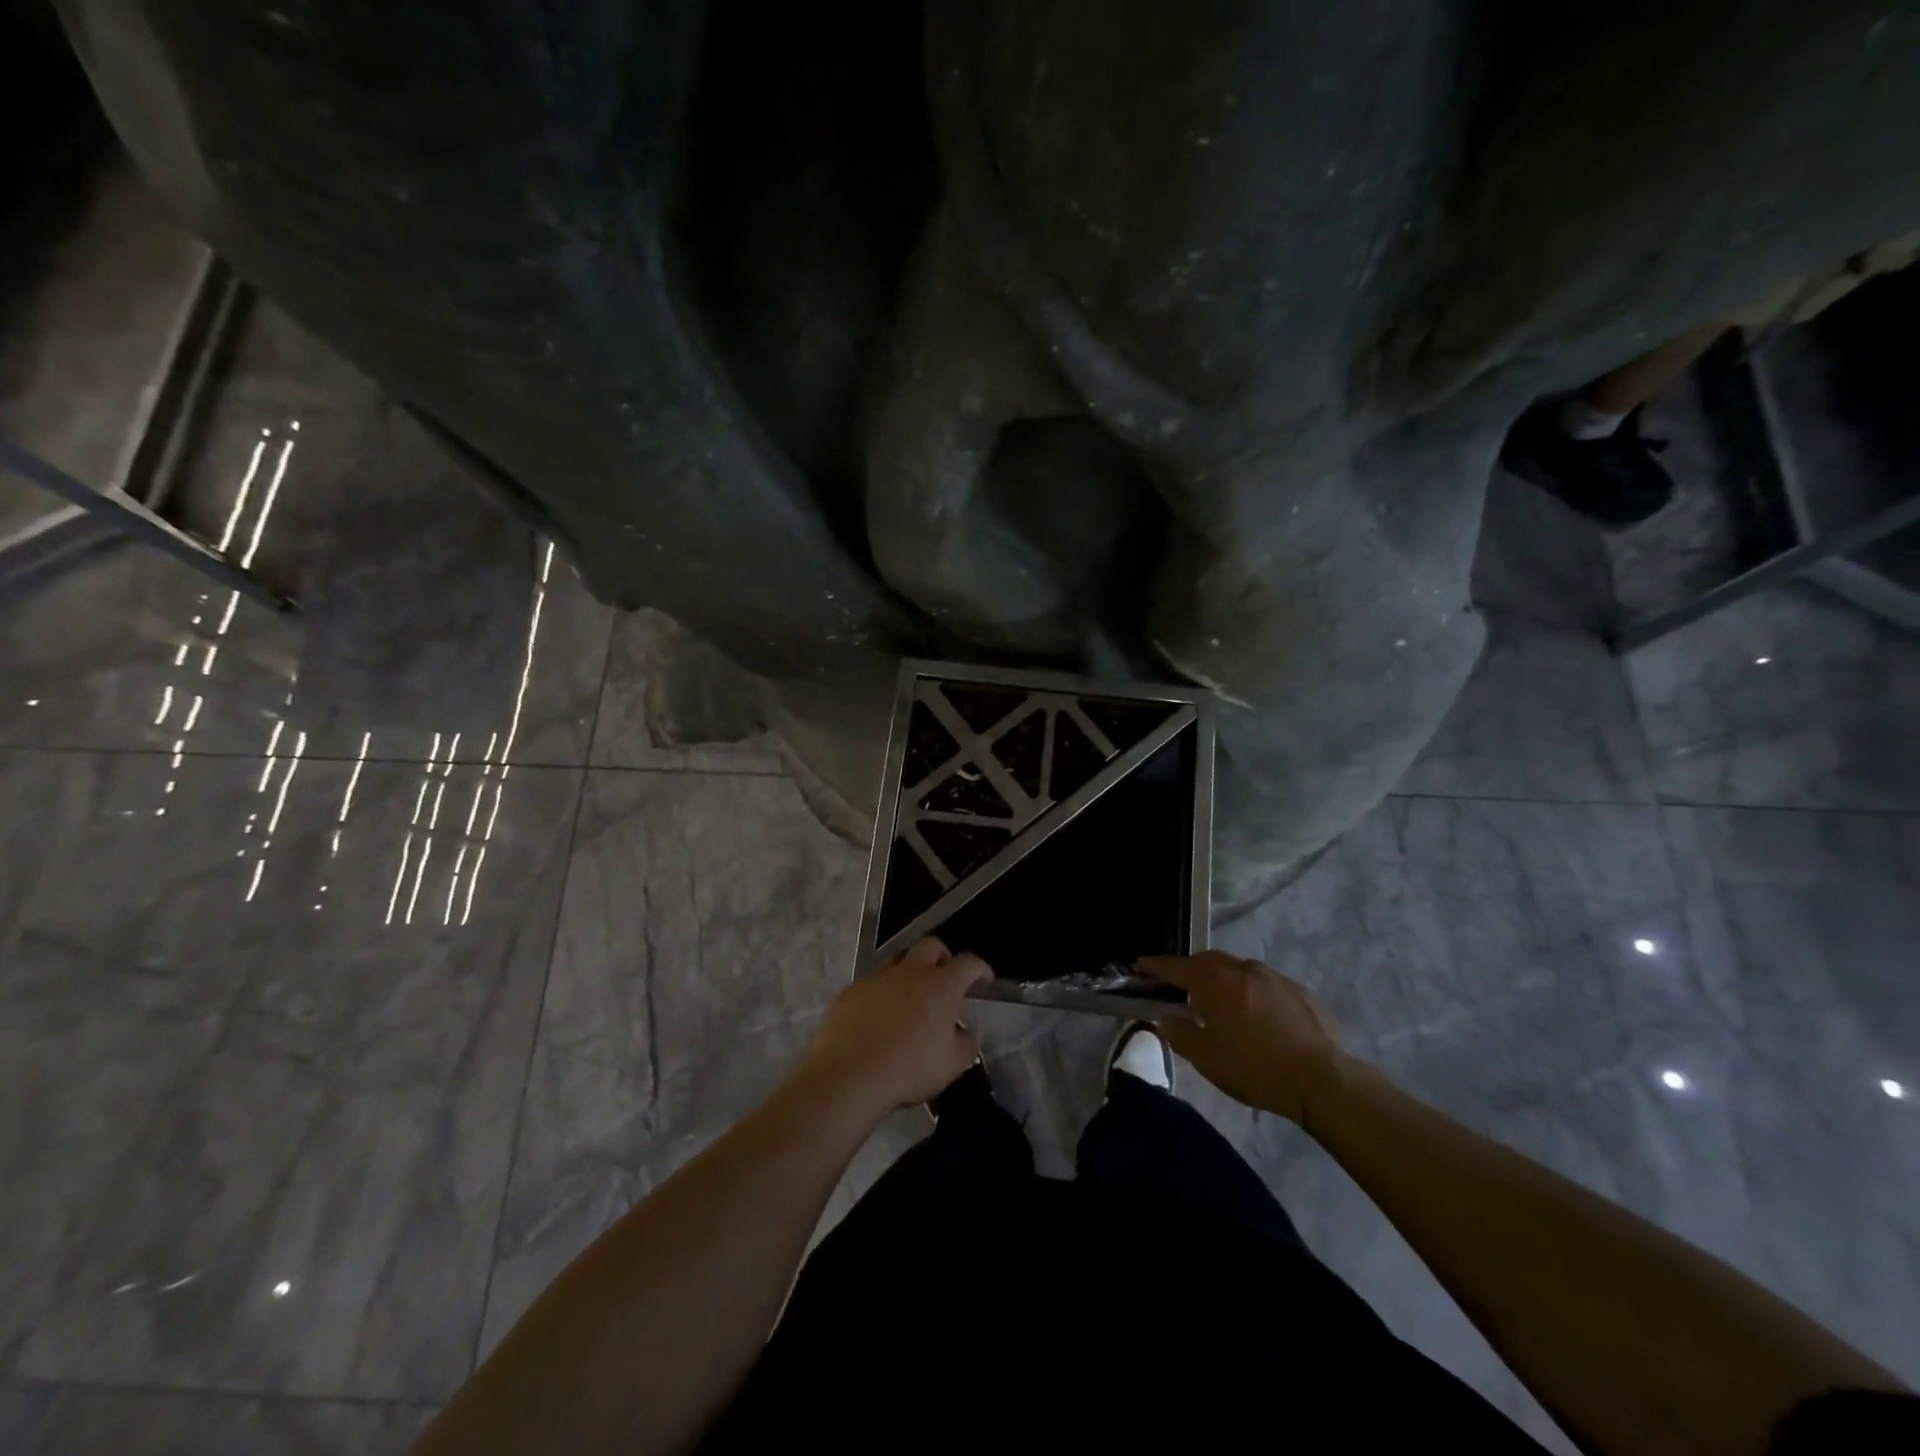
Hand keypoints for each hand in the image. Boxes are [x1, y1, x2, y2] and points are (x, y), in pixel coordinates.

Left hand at [798, 938, 991, 1113]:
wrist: (849, 1074)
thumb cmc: (909, 1069)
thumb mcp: (952, 1064)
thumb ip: (966, 1043)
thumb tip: (963, 1031)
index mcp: (941, 986)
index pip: (968, 963)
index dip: (980, 969)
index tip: (984, 981)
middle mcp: (910, 972)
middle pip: (931, 946)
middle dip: (943, 957)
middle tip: (945, 979)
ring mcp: (877, 978)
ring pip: (898, 959)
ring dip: (909, 971)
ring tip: (910, 996)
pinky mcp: (851, 991)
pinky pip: (871, 983)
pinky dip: (881, 993)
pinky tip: (878, 1017)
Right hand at [1138, 951, 1351, 1125]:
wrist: (1322, 1079)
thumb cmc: (1256, 1068)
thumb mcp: (1208, 1059)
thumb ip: (1180, 1034)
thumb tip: (1165, 1018)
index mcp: (1214, 982)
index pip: (1176, 967)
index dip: (1155, 966)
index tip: (1140, 965)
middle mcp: (1241, 969)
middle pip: (1207, 961)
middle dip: (1189, 969)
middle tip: (1178, 986)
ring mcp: (1272, 976)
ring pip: (1236, 968)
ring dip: (1220, 978)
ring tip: (1217, 1000)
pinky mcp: (1297, 990)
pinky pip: (1262, 982)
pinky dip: (1248, 990)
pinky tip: (1254, 1013)